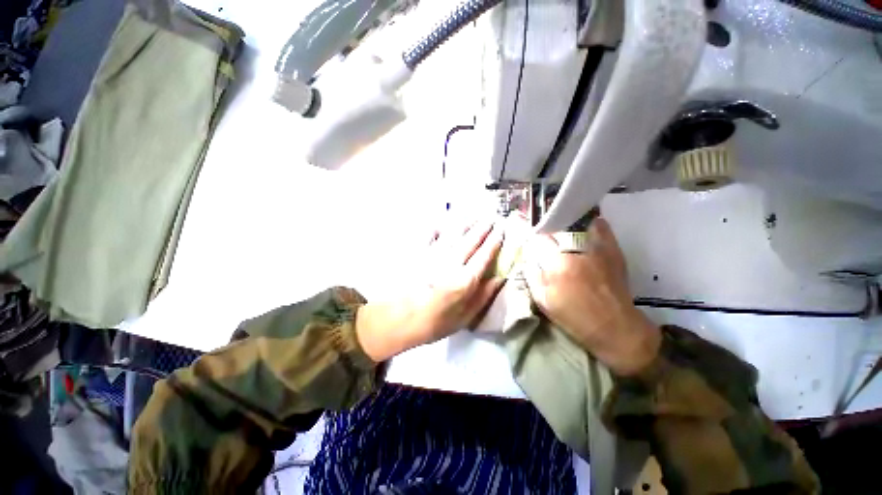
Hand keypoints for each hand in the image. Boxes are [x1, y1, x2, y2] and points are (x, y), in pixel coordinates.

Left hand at [356, 219, 505, 361]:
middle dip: (482, 228)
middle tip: (492, 218)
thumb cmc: (435, 323)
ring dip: (465, 223)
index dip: (494, 242)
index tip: (501, 230)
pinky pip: (430, 235)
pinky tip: (442, 221)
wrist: (399, 320)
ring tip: (474, 215)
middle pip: (470, 241)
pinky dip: (437, 227)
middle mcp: (450, 263)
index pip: (484, 255)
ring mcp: (433, 256)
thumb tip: (500, 278)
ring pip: (453, 234)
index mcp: (464, 280)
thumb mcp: (465, 317)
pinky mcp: (419, 254)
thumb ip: (483, 296)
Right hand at [523, 218, 660, 375]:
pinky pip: (601, 228)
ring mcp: (596, 248)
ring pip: (577, 223)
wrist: (614, 327)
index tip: (521, 226)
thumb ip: (531, 275)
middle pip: (556, 227)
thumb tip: (527, 257)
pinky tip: (582, 224)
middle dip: (545, 225)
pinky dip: (590, 223)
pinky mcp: (613, 251)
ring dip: (565, 221)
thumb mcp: (543, 300)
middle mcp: (576, 250)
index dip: (528, 231)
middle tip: (538, 225)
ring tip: (557, 221)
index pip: (538, 238)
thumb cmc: (574, 316)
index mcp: (556, 264)